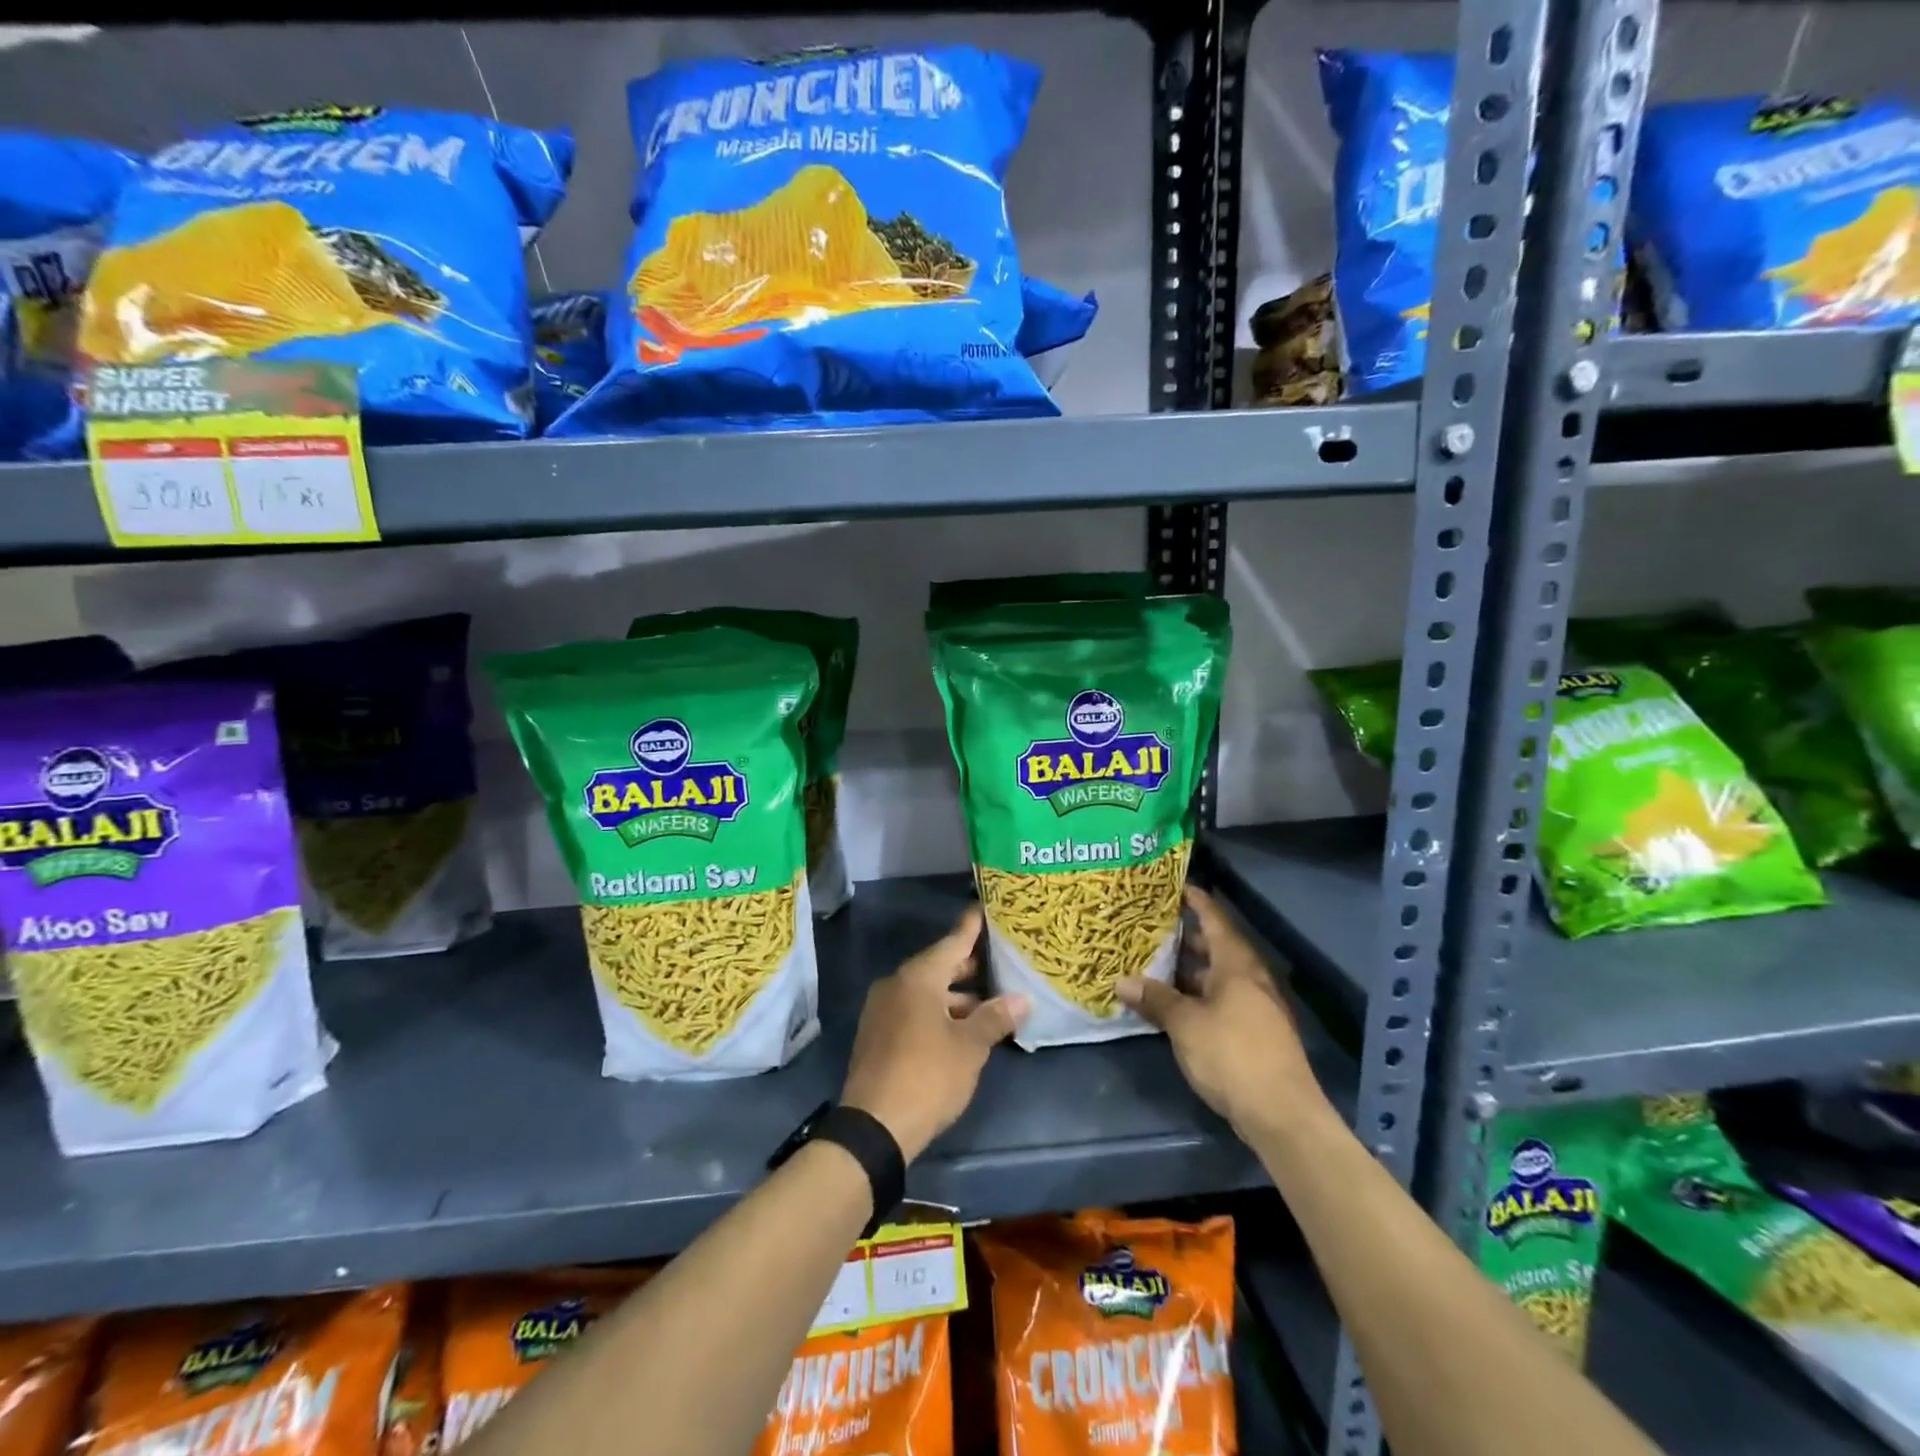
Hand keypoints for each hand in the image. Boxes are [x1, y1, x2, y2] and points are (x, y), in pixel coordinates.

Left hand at [840, 905, 1028, 1162]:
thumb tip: (1021, 999)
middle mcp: (896, 984)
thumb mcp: (969, 1048)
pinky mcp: (877, 1034)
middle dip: (968, 965)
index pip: (953, 942)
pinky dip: (937, 1011)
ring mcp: (882, 1009)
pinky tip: (960, 1028)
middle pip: (938, 965)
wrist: (873, 1127)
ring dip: (955, 996)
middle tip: (999, 959)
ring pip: (925, 991)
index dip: (972, 927)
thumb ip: (995, 1018)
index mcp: (918, 977)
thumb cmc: (928, 1076)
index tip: (985, 908)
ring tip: (988, 1002)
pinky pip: (913, 1010)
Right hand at [1117, 886, 1324, 1136]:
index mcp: (1237, 965)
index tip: (1175, 886)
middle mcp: (1250, 979)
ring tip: (1155, 963)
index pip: (1215, 920)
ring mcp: (1256, 1007)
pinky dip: (1198, 995)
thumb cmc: (1232, 1054)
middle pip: (1217, 947)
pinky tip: (1175, 1005)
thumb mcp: (1185, 1024)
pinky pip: (1222, 1000)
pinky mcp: (1255, 1033)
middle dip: (1186, 937)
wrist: (1282, 1114)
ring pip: (1218, 977)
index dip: (1196, 901)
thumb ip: (1155, 1000)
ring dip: (1190, 970)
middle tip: (1152, 927)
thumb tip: (1121, 982)